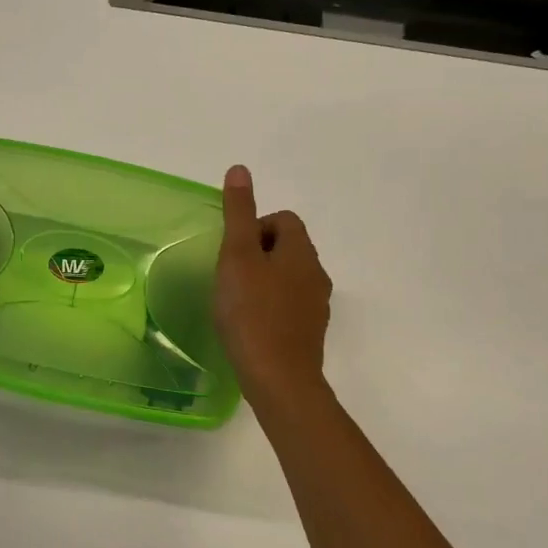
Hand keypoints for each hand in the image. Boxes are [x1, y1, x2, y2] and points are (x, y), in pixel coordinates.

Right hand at [214, 164, 332, 402]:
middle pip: (287, 247)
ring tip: (236, 300)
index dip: (255, 228)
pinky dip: (269, 306)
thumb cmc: (252, 312)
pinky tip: (250, 324)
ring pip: (288, 277)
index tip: (233, 253)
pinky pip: (289, 305)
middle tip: (230, 276)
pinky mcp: (310, 332)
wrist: (278, 378)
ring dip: (263, 280)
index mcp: (302, 252)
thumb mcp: (237, 256)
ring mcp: (316, 306)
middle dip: (257, 254)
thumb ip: (238, 213)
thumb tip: (240, 169)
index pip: (284, 219)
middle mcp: (317, 274)